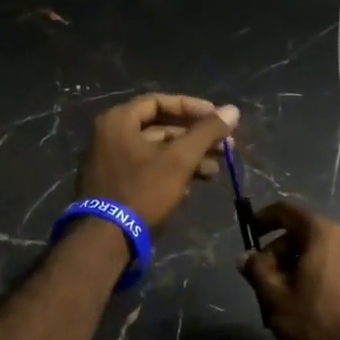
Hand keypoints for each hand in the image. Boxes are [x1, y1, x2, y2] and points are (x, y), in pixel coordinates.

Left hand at [78, 93, 238, 228]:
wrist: (106, 237)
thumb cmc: (143, 190)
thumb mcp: (180, 159)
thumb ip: (206, 132)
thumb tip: (233, 109)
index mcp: (119, 121)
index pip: (159, 101)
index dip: (192, 107)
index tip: (218, 117)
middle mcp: (110, 135)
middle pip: (160, 127)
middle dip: (195, 137)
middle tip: (225, 146)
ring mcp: (111, 161)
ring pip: (157, 151)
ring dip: (188, 157)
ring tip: (216, 169)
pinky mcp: (116, 184)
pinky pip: (147, 168)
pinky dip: (171, 171)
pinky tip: (195, 184)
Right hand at [239, 202, 339, 339]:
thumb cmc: (316, 325)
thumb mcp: (275, 298)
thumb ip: (257, 270)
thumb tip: (247, 256)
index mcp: (324, 235)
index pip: (288, 211)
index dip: (264, 219)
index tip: (249, 234)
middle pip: (304, 234)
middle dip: (278, 252)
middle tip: (261, 279)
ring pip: (320, 254)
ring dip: (296, 267)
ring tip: (281, 298)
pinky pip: (335, 268)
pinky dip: (316, 277)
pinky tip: (306, 306)